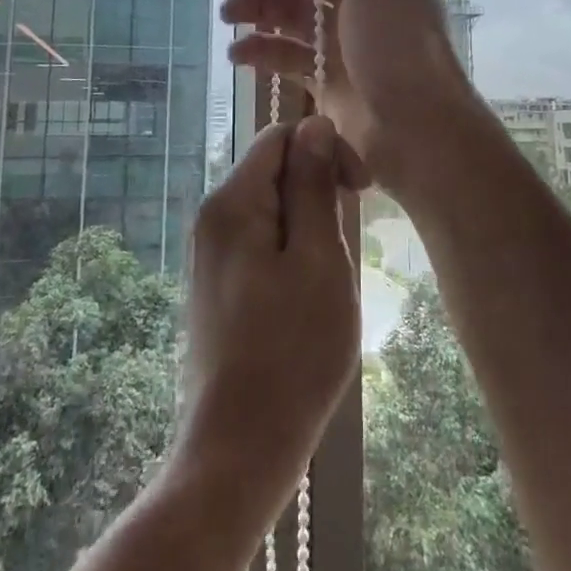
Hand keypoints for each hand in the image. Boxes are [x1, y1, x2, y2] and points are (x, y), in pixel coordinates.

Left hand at [177, 117, 363, 497]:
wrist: (240, 446)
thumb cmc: (292, 351)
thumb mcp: (318, 260)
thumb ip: (313, 186)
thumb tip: (315, 124)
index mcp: (233, 202)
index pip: (281, 136)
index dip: (325, 149)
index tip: (361, 191)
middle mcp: (212, 217)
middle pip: (272, 169)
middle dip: (317, 187)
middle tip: (349, 237)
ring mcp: (210, 253)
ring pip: (270, 207)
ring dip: (308, 222)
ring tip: (332, 272)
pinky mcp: (216, 284)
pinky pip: (259, 240)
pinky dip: (290, 248)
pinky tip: (309, 292)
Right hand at [223, 0, 478, 187]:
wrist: (414, 129)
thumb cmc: (397, 44)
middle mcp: (359, 2)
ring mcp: (342, 42)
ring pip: (290, 15)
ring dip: (258, 9)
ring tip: (229, 14)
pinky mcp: (326, 80)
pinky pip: (286, 57)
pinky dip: (261, 51)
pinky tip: (237, 52)